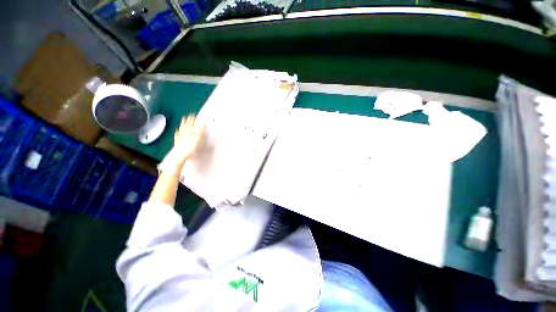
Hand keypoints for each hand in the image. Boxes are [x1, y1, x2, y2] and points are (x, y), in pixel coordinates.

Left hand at [172, 115, 204, 168]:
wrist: (180, 156)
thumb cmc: (191, 149)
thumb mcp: (199, 140)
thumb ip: (200, 131)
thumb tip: (202, 124)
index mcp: (191, 133)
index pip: (192, 124)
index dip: (193, 119)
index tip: (194, 115)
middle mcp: (185, 133)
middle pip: (186, 125)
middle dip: (187, 120)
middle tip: (188, 116)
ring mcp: (180, 137)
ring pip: (181, 129)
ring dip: (182, 124)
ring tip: (183, 120)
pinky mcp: (177, 142)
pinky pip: (177, 135)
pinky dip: (177, 132)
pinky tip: (177, 131)